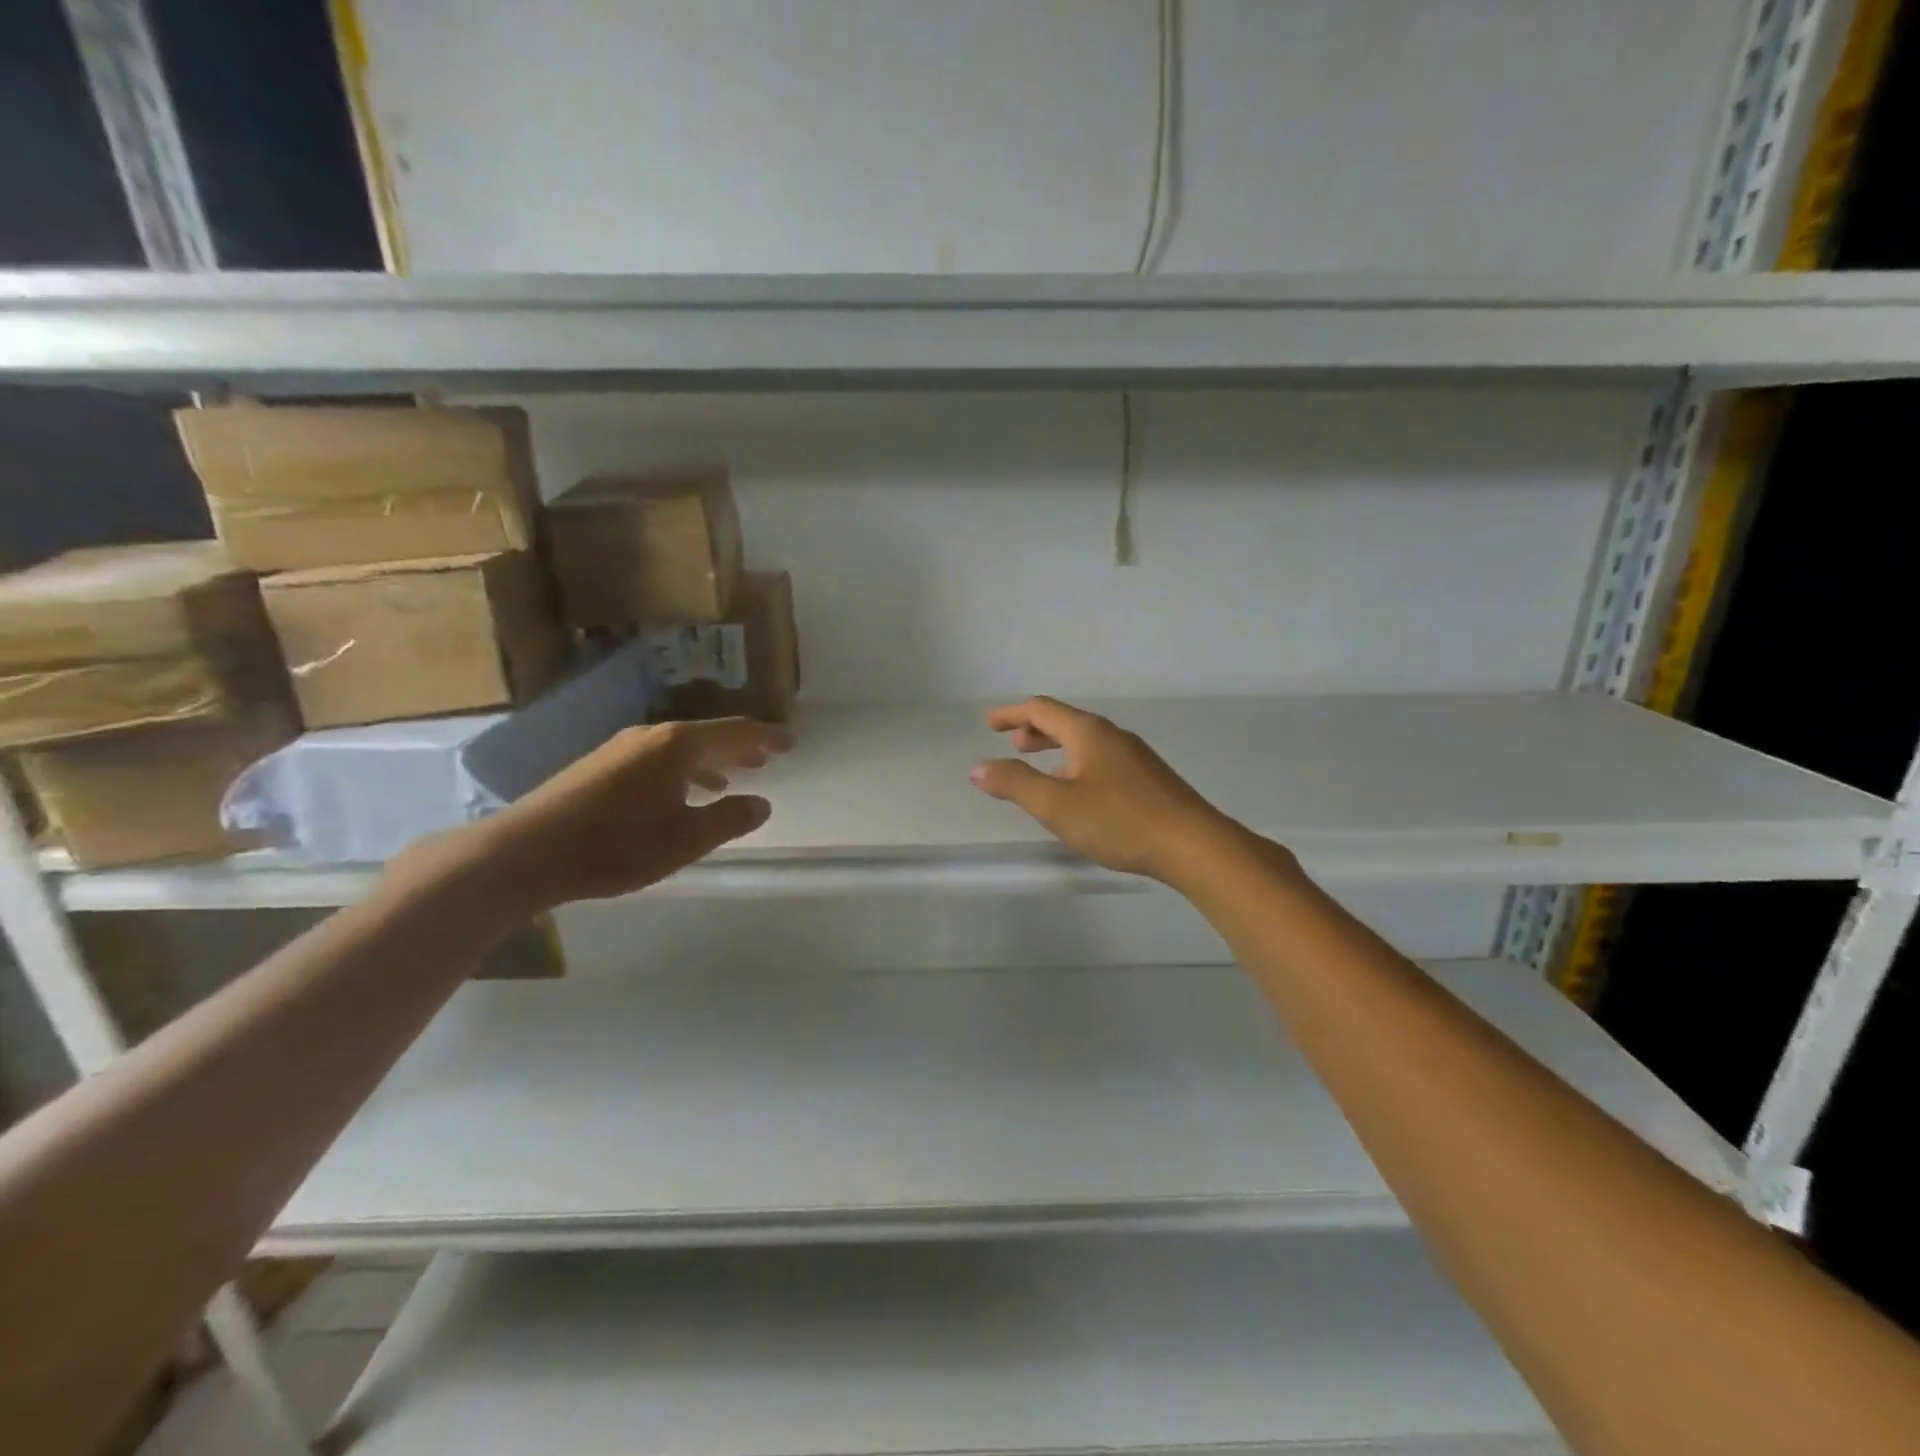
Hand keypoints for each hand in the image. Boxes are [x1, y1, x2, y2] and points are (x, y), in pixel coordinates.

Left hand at [462, 717, 791, 911]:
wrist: (527, 852)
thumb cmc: (617, 844)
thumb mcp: (686, 839)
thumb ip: (729, 819)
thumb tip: (761, 803)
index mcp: (678, 745)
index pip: (735, 732)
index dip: (766, 737)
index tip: (791, 742)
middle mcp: (651, 736)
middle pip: (708, 734)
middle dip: (741, 745)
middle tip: (769, 755)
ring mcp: (622, 748)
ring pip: (680, 747)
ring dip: (712, 758)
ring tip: (732, 775)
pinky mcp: (600, 766)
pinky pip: (658, 758)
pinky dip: (683, 769)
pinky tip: (681, 792)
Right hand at [969, 696, 1242, 883]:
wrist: (1191, 844)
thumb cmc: (1118, 821)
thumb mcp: (1055, 805)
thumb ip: (1014, 783)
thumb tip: (979, 767)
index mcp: (1088, 732)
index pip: (1041, 710)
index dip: (1011, 714)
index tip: (990, 723)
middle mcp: (1112, 735)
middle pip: (1065, 722)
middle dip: (1035, 731)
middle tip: (1014, 744)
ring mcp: (1135, 755)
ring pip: (1085, 742)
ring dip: (1057, 749)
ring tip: (1041, 768)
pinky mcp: (1149, 778)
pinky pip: (1101, 758)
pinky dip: (1077, 763)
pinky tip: (1079, 791)